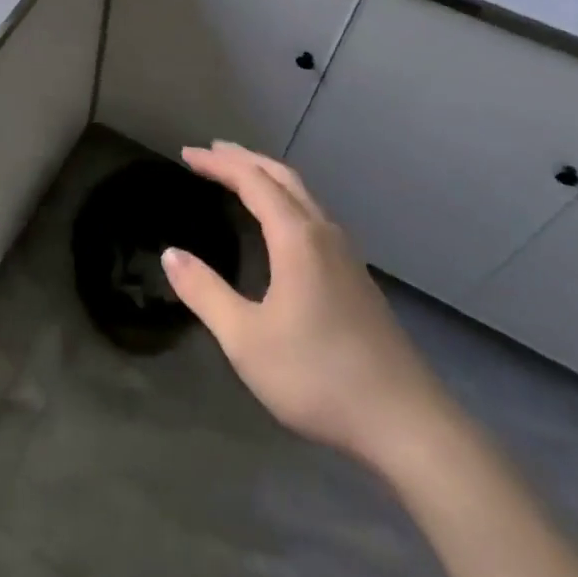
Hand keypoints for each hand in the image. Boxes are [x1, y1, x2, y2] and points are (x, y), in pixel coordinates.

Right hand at [163, 143, 455, 473]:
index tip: (187, 154)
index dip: (218, 164)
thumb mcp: (246, 340)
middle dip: (245, 160)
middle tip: (212, 152)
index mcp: (296, 238)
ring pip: (303, 196)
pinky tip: (281, 226)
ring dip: (268, 178)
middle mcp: (323, 234)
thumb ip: (205, 293)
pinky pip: (314, 217)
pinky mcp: (357, 278)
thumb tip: (171, 254)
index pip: (252, 181)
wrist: (406, 424)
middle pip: (282, 177)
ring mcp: (346, 256)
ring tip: (241, 177)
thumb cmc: (318, 376)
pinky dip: (286, 201)